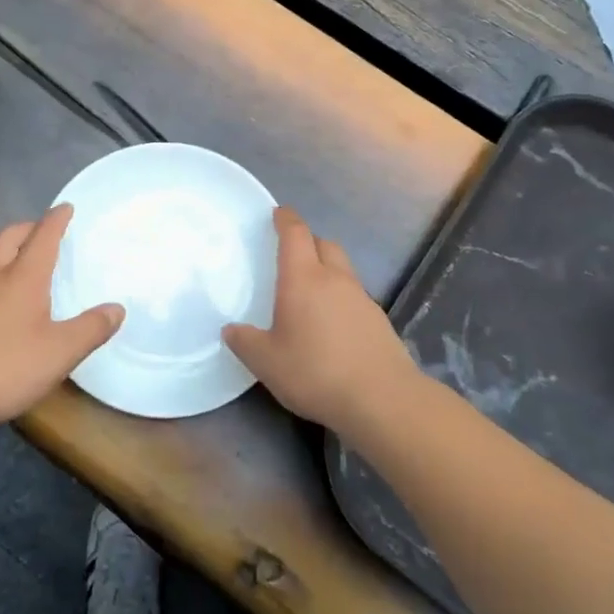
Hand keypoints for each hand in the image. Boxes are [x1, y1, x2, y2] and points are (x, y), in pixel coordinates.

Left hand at [0, 205, 123, 432]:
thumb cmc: (4, 367)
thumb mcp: (59, 353)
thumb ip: (91, 329)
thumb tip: (117, 308)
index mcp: (22, 277)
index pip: (42, 236)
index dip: (56, 219)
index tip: (66, 207)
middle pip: (9, 237)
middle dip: (29, 227)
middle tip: (45, 231)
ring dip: (11, 249)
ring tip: (28, 262)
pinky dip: (0, 275)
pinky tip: (6, 301)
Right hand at [224, 207, 419, 437]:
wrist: (382, 399)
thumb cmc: (316, 372)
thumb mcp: (267, 362)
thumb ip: (245, 342)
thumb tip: (231, 329)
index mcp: (304, 278)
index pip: (296, 234)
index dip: (286, 219)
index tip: (278, 213)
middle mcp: (335, 279)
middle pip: (324, 244)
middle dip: (308, 242)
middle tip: (292, 254)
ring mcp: (361, 298)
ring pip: (343, 269)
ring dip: (327, 269)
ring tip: (310, 292)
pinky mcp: (379, 320)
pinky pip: (354, 295)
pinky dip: (341, 297)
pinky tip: (332, 324)